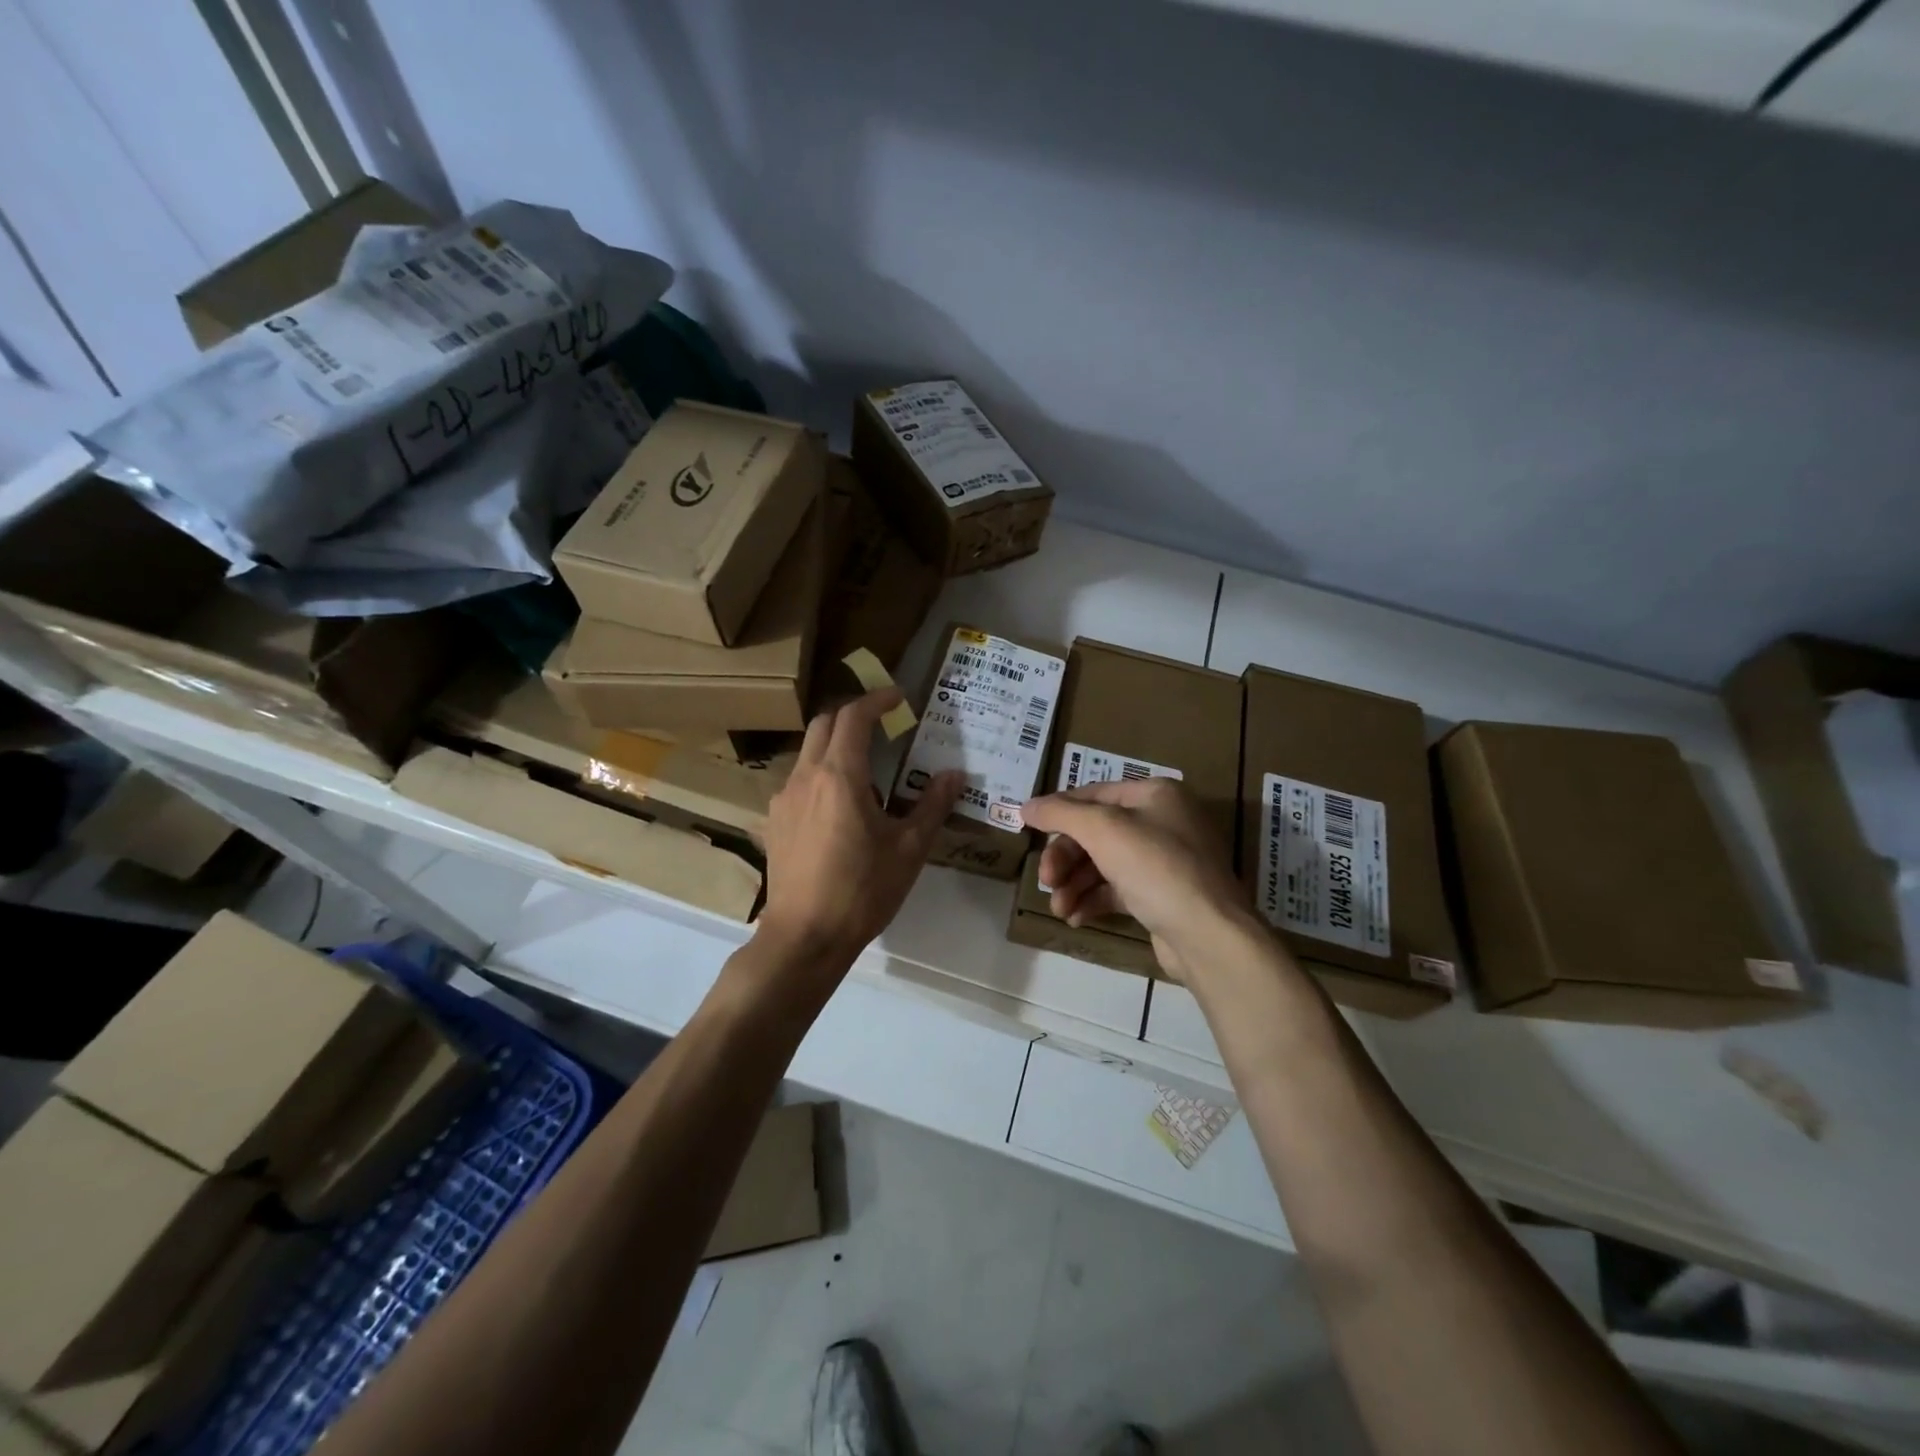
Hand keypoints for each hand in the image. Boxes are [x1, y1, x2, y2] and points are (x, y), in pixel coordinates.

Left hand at [754, 688, 962, 984]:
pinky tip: (839, 807)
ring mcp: (784, 799)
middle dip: (853, 715)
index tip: (899, 698)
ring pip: (808, 752)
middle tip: (883, 725)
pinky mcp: (774, 822)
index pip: (854, 717)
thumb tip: (955, 774)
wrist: (804, 937)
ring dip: (836, 746)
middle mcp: (805, 777)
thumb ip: (932, 805)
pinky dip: (821, 774)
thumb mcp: (908, 849)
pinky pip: (799, 781)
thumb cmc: (862, 890)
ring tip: (867, 771)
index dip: (877, 700)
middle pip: (824, 724)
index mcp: (840, 776)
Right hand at [1021, 778, 1253, 980]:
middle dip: (1066, 858)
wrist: (1209, 935)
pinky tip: (1076, 917)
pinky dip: (1093, 900)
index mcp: (1154, 794)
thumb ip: (1061, 813)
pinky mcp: (1162, 896)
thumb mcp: (1103, 831)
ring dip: (1074, 884)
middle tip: (1046, 881)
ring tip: (1060, 908)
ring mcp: (1165, 861)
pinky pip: (1117, 889)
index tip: (1028, 830)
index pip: (1094, 794)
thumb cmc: (1156, 868)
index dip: (1058, 811)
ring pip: (1104, 864)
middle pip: (1096, 832)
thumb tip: (1027, 806)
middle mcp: (1162, 821)